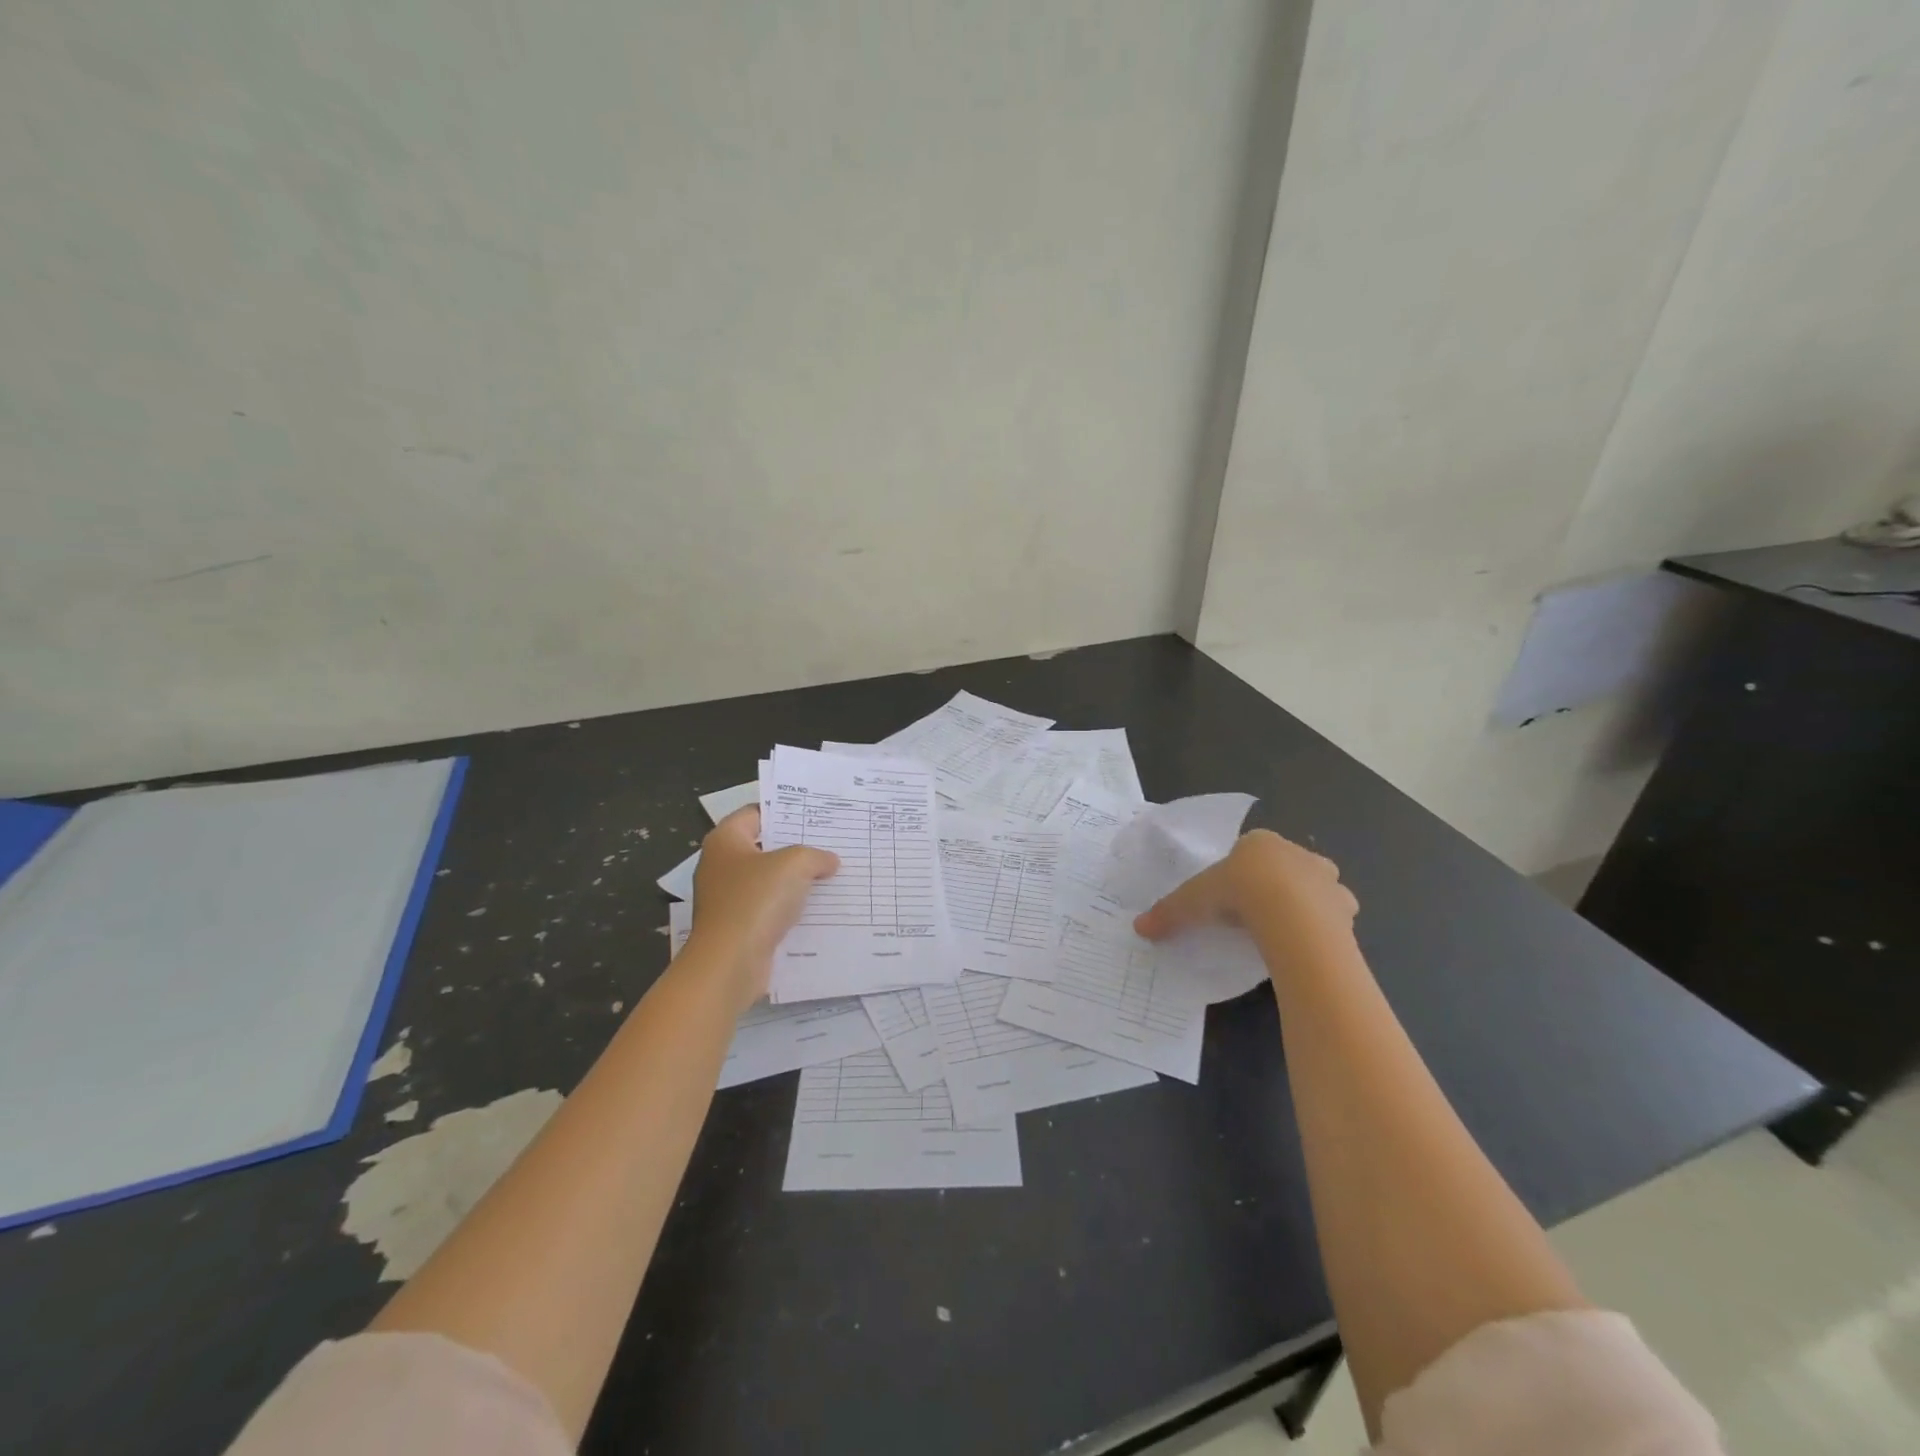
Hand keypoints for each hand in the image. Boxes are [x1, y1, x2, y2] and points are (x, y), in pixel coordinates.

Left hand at [688, 807, 839, 1011]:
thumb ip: (816, 856)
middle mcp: (720, 866)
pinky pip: (769, 908)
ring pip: (768, 880)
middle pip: (763, 847)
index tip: (814, 814)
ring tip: (831, 874)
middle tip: (830, 842)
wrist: (730, 963)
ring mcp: (727, 899)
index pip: (756, 813)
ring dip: (795, 880)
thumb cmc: (756, 900)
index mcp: (725, 841)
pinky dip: (789, 907)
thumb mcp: (795, 864)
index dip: (784, 811)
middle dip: (795, 846)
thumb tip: (829, 861)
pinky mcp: (737, 926)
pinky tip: (818, 908)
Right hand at [1133, 829, 1355, 946]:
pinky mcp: (1346, 909)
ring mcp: (1327, 880)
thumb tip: (1139, 928)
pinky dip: (1324, 928)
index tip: (1228, 896)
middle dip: (1275, 885)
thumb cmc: (1238, 892)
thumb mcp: (1193, 901)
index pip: (1249, 851)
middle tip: (1255, 914)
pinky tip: (1305, 945)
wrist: (1290, 914)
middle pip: (1285, 867)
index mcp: (1260, 843)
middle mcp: (1298, 853)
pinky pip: (1334, 917)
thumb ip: (1169, 912)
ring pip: (1315, 889)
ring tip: (1282, 932)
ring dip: (1304, 905)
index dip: (1239, 873)